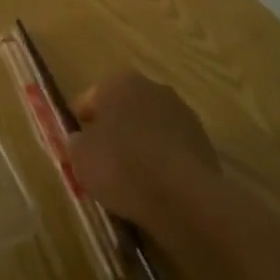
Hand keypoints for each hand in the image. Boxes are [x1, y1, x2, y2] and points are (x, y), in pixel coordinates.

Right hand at [68, 71, 221, 234]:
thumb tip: (81, 141)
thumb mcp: (80, 157)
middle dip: (113, 129)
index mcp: (118, 82)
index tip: (76, 145)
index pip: (89, 99)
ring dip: (139, 144)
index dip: (80, 122)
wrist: (184, 197)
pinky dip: (161, 161)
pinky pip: (171, 148)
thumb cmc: (122, 166)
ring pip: (149, 127)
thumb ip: (76, 143)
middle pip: (123, 109)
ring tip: (129, 177)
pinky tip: (154, 185)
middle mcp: (153, 88)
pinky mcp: (203, 140)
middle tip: (101, 159)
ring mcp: (182, 113)